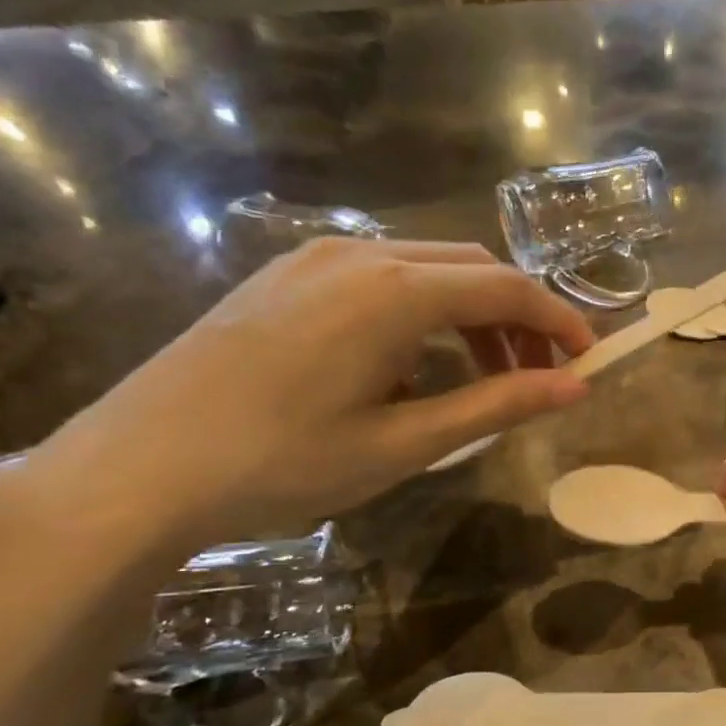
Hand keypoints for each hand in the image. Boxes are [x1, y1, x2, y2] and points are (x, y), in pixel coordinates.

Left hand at [0, 240, 594, 558]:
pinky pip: (378, 279)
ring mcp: (313, 261)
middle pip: (471, 270)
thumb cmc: (282, 463)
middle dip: (517, 320)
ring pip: (425, 271)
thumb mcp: (405, 442)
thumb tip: (575, 388)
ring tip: (480, 381)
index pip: (507, 289)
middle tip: (537, 379)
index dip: (558, 320)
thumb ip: (496, 405)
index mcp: (396, 292)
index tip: (589, 359)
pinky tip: (408, 368)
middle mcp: (359, 255)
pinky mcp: (282, 278)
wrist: (136, 469)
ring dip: (469, 317)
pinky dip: (420, 314)